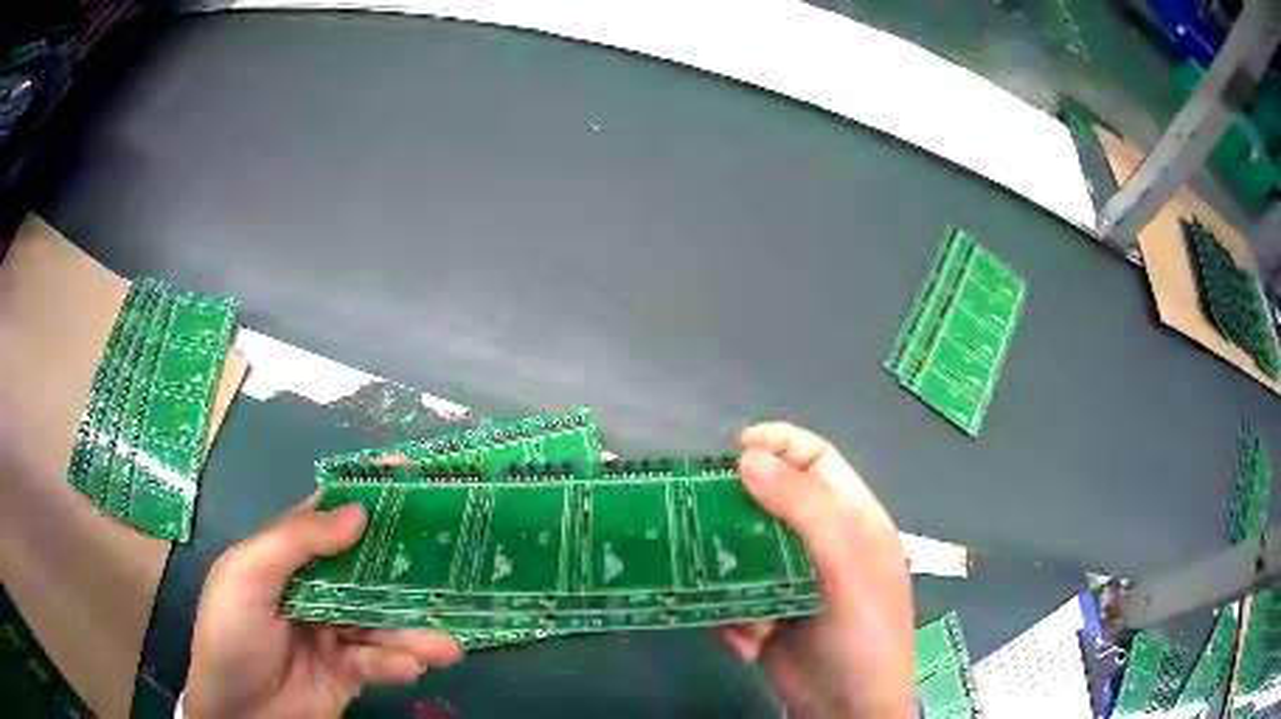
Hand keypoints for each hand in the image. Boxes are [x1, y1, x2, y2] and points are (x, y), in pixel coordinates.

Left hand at [183, 495, 462, 718]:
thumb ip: (294, 542)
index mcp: (286, 557)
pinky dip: (397, 664)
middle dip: (405, 572)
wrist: (237, 713)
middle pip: (367, 571)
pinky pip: (380, 662)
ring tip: (444, 644)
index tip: (412, 481)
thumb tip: (357, 510)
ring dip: (413, 631)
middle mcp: (316, 590)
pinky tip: (408, 668)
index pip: (329, 517)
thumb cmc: (231, 634)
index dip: (365, 496)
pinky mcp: (349, 672)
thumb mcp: (246, 576)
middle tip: (450, 571)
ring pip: (381, 622)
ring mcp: (334, 633)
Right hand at [722, 422, 914, 717]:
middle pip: (771, 505)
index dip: (780, 444)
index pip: (817, 461)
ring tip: (734, 603)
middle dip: (738, 514)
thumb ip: (804, 510)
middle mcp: (820, 545)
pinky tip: (749, 641)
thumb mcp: (846, 567)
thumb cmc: (864, 633)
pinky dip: (732, 618)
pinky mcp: (766, 617)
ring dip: (731, 578)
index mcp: (852, 521)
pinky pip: (733, 600)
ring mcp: (791, 583)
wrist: (848, 712)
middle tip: (700, 519)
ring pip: (743, 555)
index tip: (734, 450)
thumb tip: (749, 457)